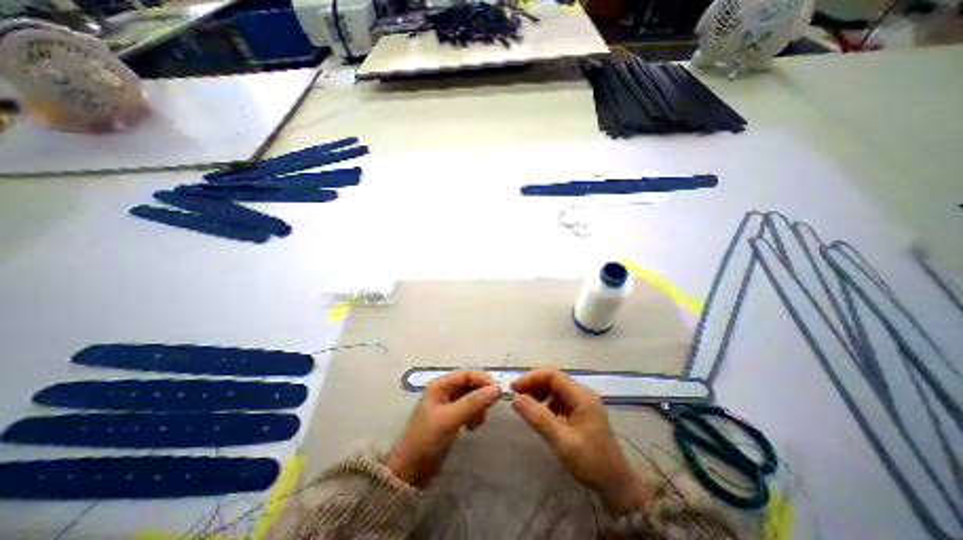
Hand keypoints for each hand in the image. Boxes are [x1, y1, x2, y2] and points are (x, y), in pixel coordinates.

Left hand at [386, 370, 500, 487]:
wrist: (411, 471)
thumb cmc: (427, 439)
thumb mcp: (450, 419)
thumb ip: (473, 403)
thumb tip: (497, 389)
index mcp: (440, 385)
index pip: (466, 374)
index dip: (482, 379)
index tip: (497, 391)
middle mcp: (445, 390)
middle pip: (470, 384)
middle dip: (481, 396)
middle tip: (485, 412)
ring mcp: (449, 404)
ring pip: (472, 397)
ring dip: (479, 407)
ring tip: (476, 423)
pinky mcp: (453, 416)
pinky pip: (470, 409)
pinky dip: (475, 415)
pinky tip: (472, 427)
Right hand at [507, 367, 649, 510]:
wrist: (616, 485)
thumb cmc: (590, 462)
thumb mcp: (562, 441)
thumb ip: (538, 418)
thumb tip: (515, 398)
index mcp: (582, 396)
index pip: (553, 375)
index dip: (532, 378)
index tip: (514, 388)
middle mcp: (583, 394)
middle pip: (554, 379)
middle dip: (534, 383)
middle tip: (516, 395)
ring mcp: (583, 402)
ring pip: (556, 387)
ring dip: (539, 391)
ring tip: (526, 403)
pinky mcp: (581, 411)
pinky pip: (560, 398)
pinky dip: (547, 401)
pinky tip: (540, 413)